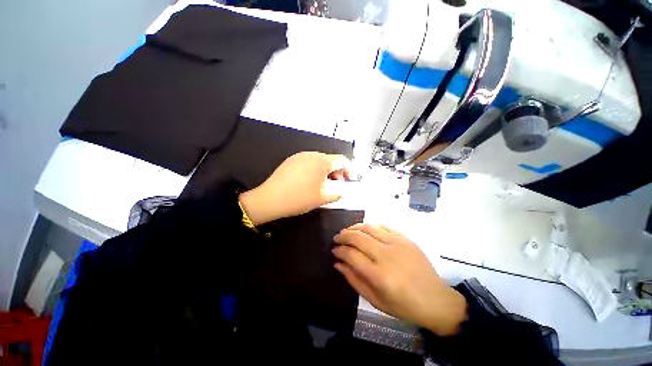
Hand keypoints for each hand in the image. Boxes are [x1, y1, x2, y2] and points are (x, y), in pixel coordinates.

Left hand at [239, 152, 354, 224]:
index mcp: (321, 161)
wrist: (270, 199)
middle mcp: (310, 155)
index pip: (342, 161)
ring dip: (326, 171)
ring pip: (319, 161)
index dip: (350, 170)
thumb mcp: (322, 198)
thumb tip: (342, 191)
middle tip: (338, 184)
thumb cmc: (299, 198)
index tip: (352, 179)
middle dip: (337, 172)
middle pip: (330, 160)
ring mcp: (299, 156)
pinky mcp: (291, 161)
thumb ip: (337, 193)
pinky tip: (311, 182)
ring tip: (325, 185)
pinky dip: (315, 171)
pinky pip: (308, 163)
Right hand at [332, 224, 466, 335]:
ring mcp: (397, 244)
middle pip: (358, 237)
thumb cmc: (404, 306)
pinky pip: (383, 226)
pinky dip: (371, 226)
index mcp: (379, 275)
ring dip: (355, 227)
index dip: (339, 251)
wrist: (435, 300)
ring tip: (348, 231)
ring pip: (369, 227)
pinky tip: (366, 230)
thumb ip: (354, 280)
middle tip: (337, 238)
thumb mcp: (375, 300)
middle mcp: (387, 255)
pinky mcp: (405, 239)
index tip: (334, 250)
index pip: (351, 255)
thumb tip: (338, 263)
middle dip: (343, 236)